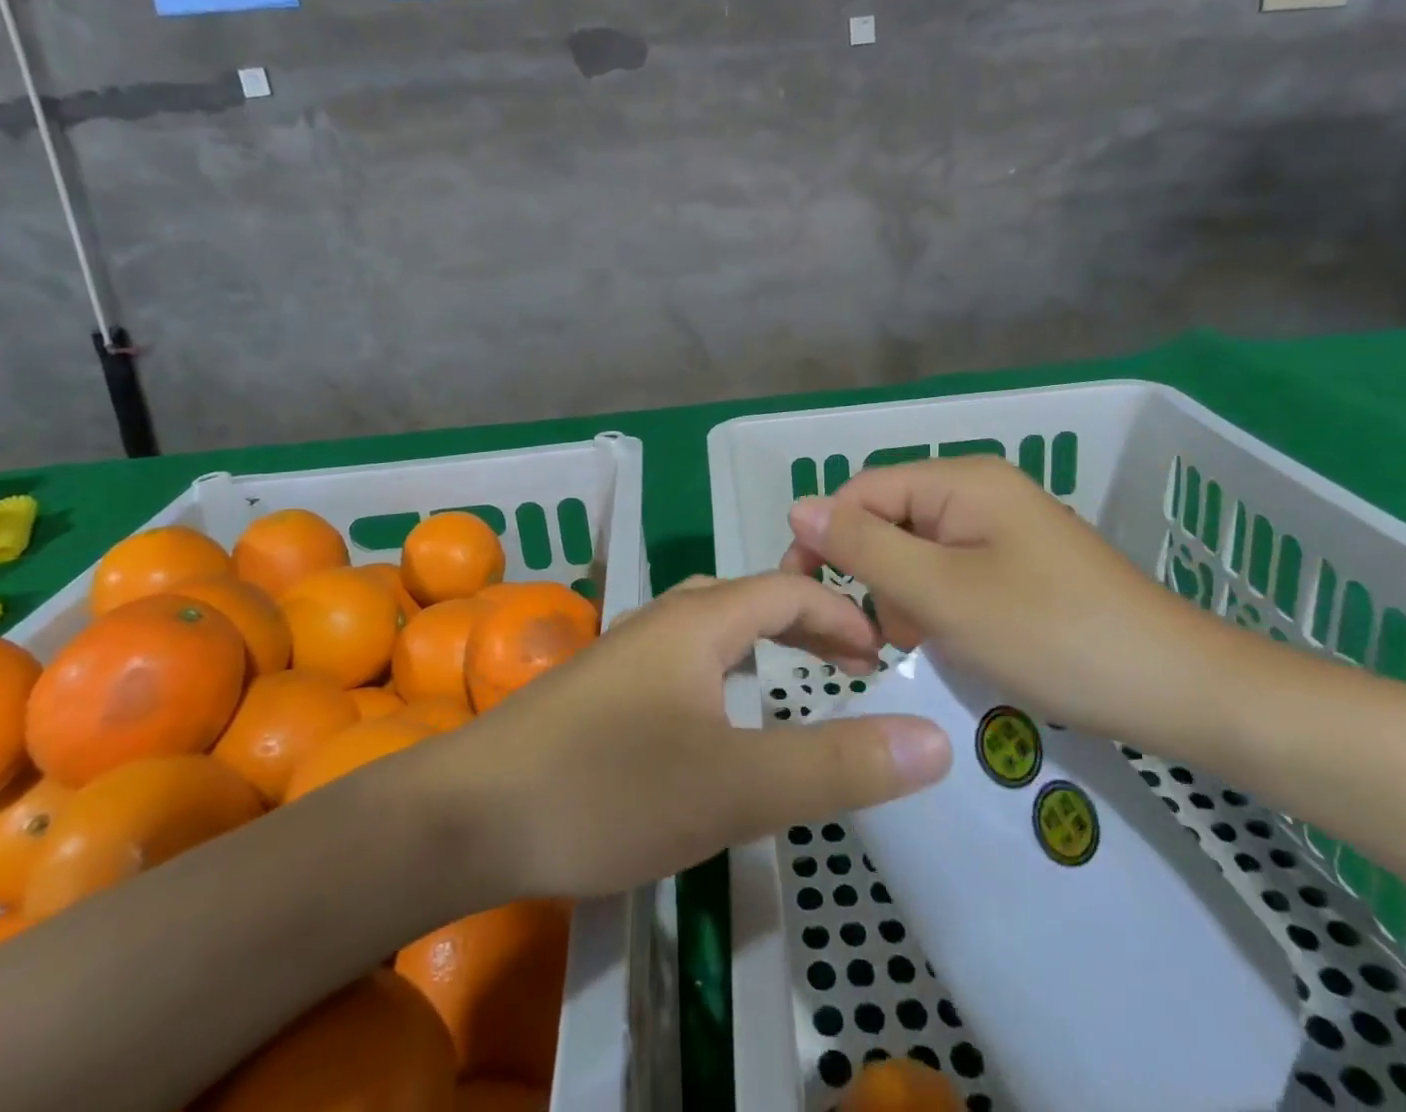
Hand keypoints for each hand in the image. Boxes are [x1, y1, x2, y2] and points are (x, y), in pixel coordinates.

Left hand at [434, 573, 952, 899]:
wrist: (470, 815)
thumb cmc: (609, 789)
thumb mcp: (736, 786)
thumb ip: (837, 764)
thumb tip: (935, 738)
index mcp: (697, 621)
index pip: (786, 591)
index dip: (840, 616)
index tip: (882, 658)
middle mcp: (659, 620)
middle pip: (746, 599)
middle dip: (803, 622)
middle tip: (849, 665)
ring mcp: (622, 652)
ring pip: (707, 627)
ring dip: (757, 642)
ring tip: (790, 678)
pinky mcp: (598, 688)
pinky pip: (679, 658)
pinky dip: (719, 669)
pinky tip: (712, 714)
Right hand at [780, 456, 1234, 743]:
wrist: (1180, 691)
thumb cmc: (1052, 637)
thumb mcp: (942, 594)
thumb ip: (865, 548)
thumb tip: (798, 506)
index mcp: (962, 482)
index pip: (862, 492)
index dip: (826, 539)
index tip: (808, 599)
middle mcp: (979, 491)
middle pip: (888, 519)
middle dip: (869, 575)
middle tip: (871, 640)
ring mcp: (1002, 529)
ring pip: (916, 551)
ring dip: (900, 597)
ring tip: (916, 648)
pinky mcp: (1018, 565)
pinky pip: (951, 572)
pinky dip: (935, 607)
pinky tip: (947, 645)